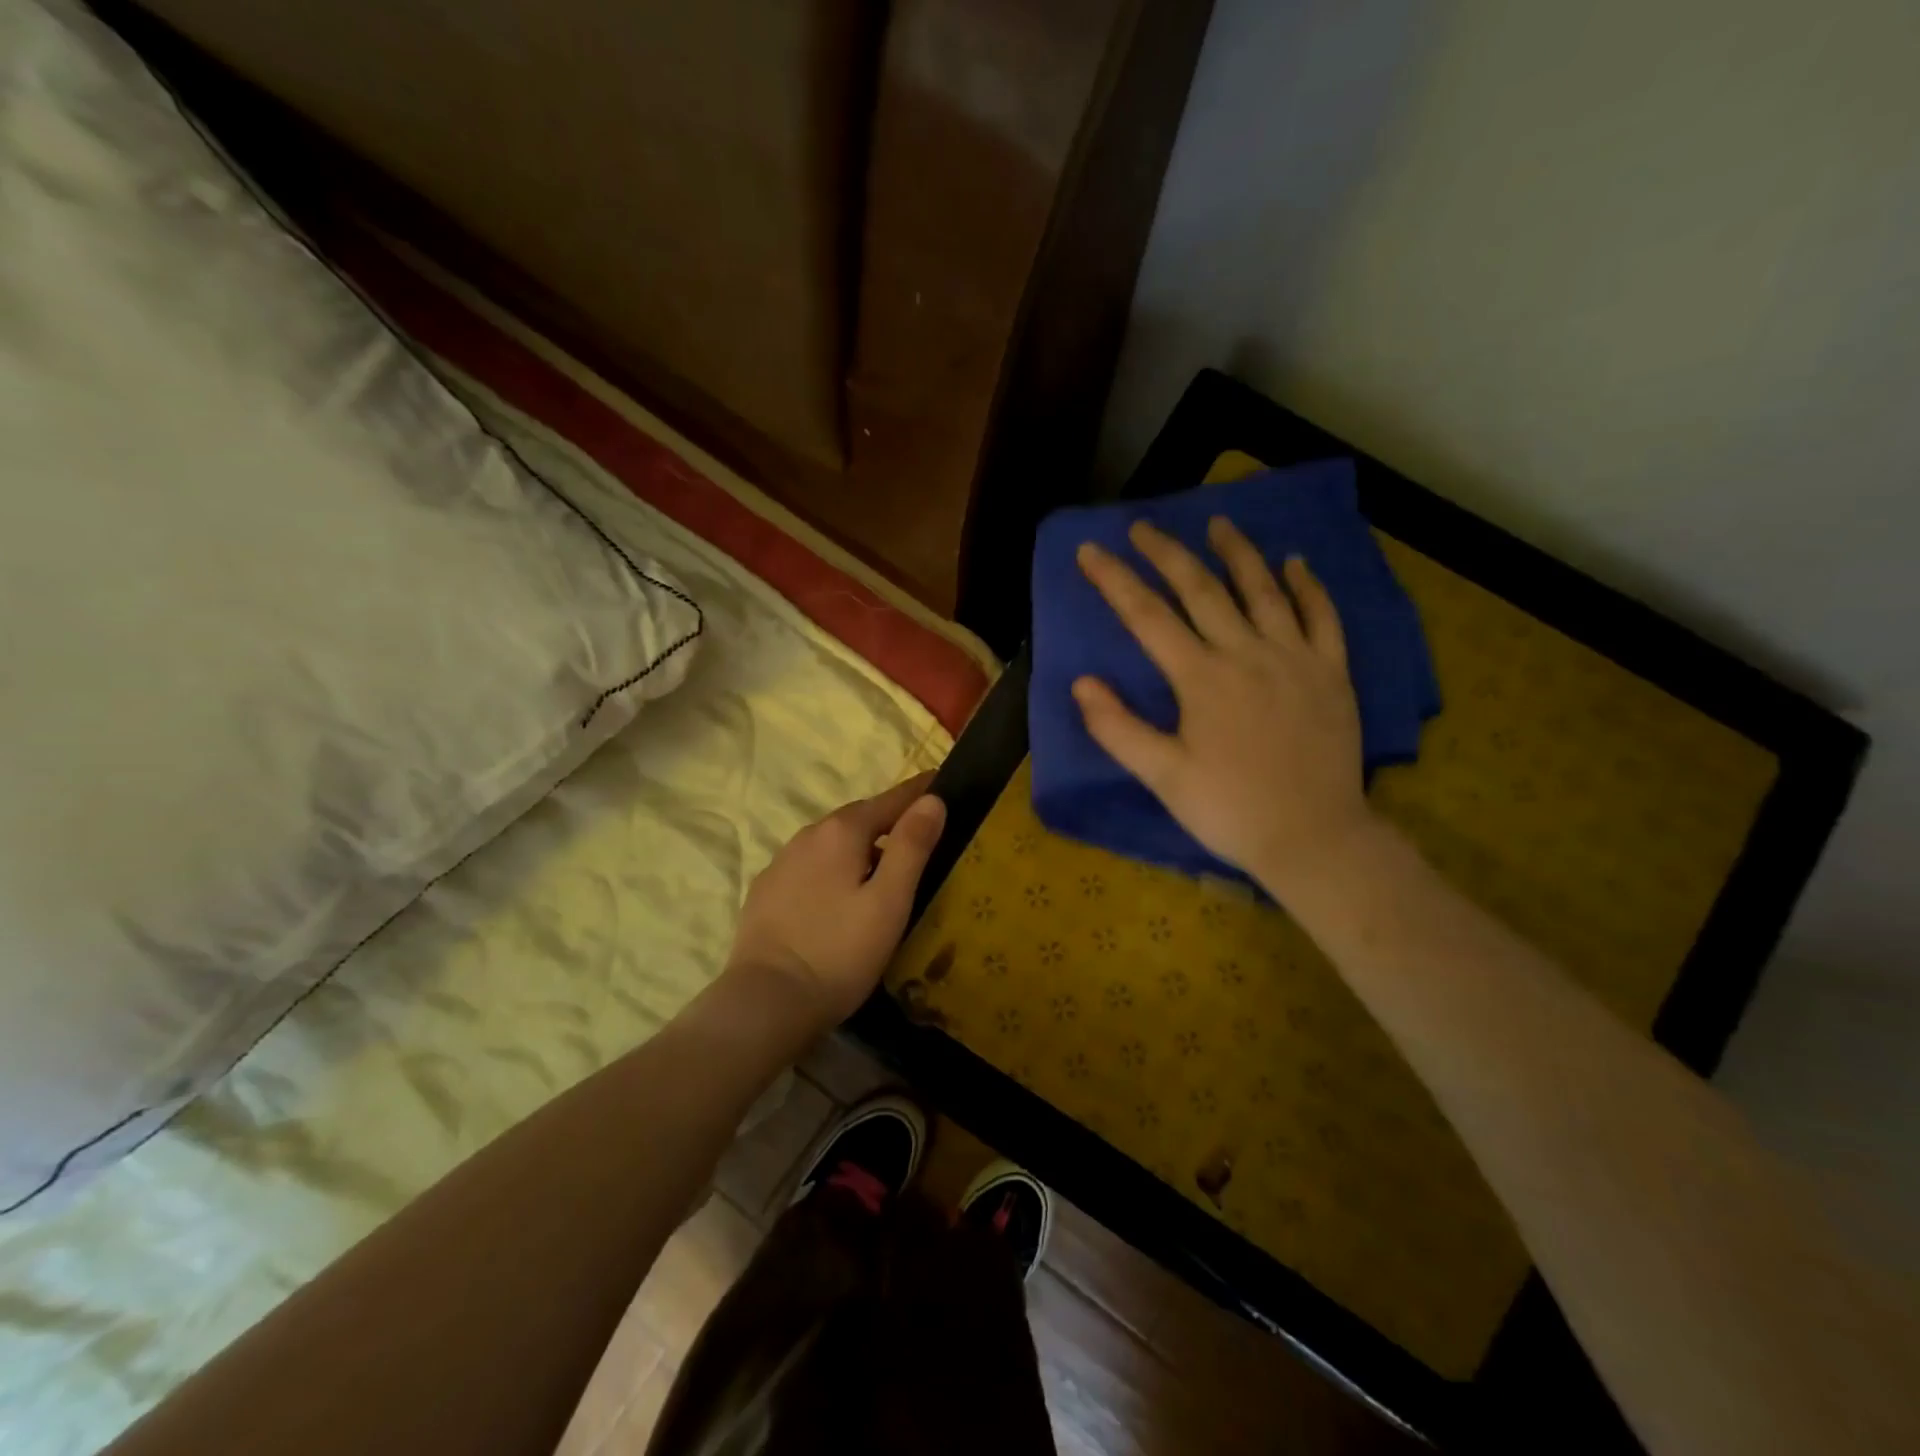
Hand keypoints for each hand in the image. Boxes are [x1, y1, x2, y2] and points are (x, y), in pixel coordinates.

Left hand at [727, 774, 947, 1025]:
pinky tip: (837, 896)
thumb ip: (911, 846)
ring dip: (859, 847)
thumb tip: (932, 800)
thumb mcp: (889, 901)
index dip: (918, 792)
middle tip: (917, 833)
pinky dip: (832, 869)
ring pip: (831, 843)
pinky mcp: (765, 891)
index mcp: (842, 832)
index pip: (890, 799)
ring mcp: (781, 863)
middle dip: (888, 820)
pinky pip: (809, 866)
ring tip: (881, 869)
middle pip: (858, 818)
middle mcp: (808, 836)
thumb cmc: (839, 951)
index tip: (939, 781)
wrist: (766, 1002)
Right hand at [1073, 518, 1375, 896]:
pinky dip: (1308, 586)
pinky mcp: (1331, 673)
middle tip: (1143, 526)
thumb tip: (1082, 683)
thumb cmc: (1229, 810)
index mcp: (1201, 678)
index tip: (1090, 549)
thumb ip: (1118, 728)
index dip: (1115, 580)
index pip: (1148, 616)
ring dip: (1237, 553)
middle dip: (1168, 553)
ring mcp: (1294, 659)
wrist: (1313, 837)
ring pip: (1263, 591)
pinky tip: (1296, 563)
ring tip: (1218, 521)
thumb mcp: (1162, 777)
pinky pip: (1322, 617)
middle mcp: (1247, 654)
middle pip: (1201, 590)